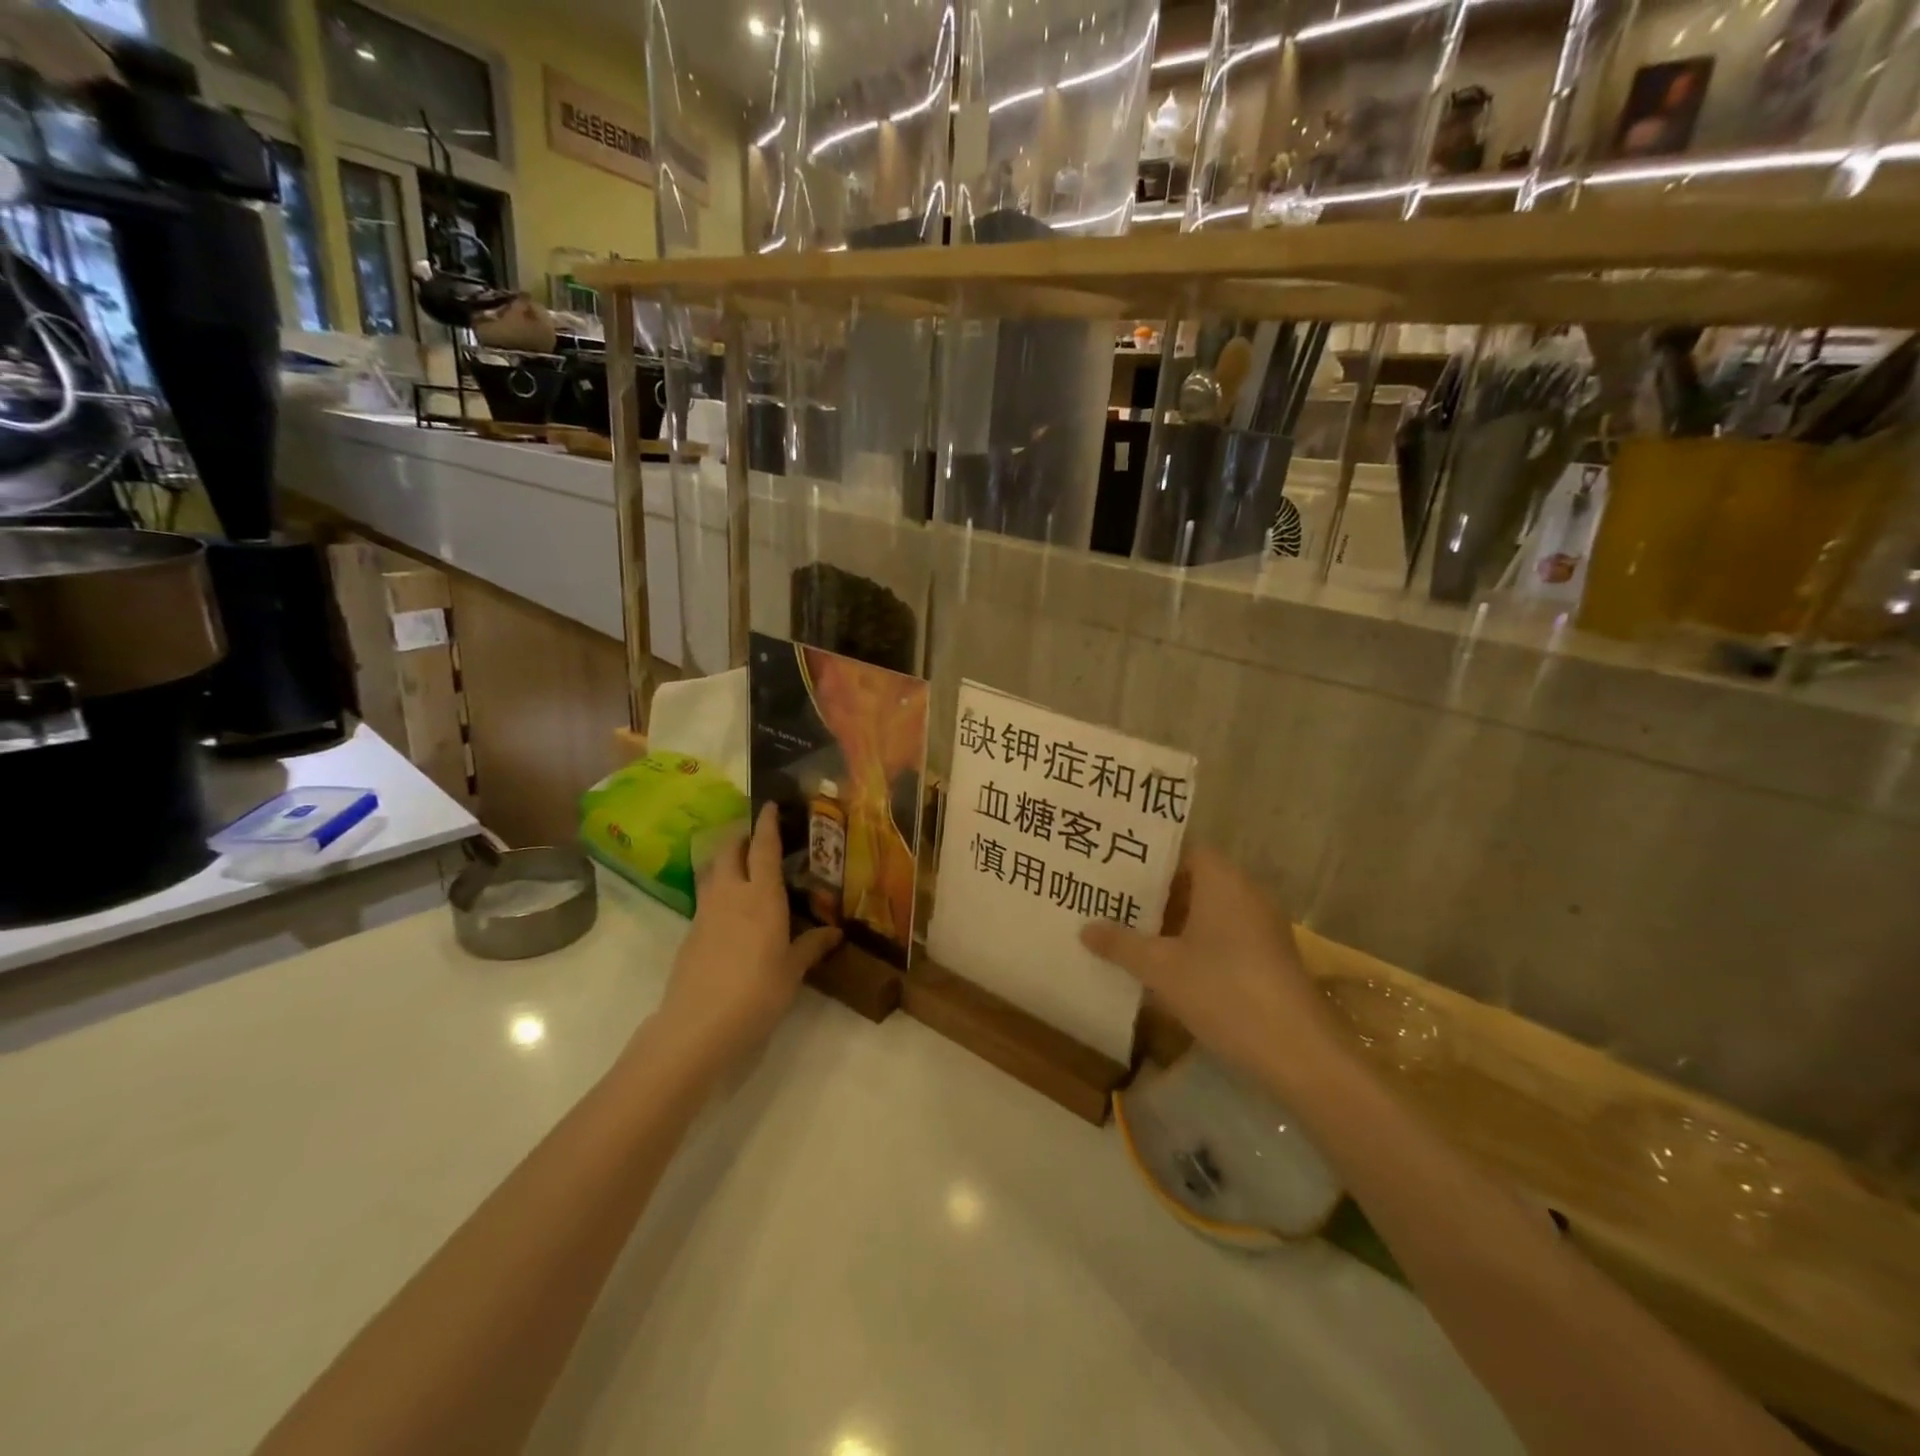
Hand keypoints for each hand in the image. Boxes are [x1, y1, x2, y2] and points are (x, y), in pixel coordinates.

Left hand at [655, 804, 840, 1072]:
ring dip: (726, 860)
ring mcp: (706, 912)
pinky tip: (731, 911)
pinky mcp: (691, 933)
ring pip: (713, 870)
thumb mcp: (792, 971)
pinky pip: (706, 897)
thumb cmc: (757, 992)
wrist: (698, 1025)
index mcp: (762, 896)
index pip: (764, 848)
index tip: (769, 805)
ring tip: (744, 868)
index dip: (767, 823)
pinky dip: (719, 890)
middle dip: (742, 837)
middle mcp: (731, 894)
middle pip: (730, 850)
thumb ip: (811, 946)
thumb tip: (835, 932)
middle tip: (759, 839)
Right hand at [1080, 844, 1343, 1090]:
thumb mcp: (1160, 968)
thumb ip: (1120, 944)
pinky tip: (1167, 966)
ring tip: (1131, 932)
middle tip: (1113, 900)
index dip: (1151, 858)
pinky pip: (1224, 935)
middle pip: (1195, 880)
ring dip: (1174, 921)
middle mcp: (1246, 894)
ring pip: (1209, 910)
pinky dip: (1196, 942)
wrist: (1298, 1052)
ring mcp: (1262, 927)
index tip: (1117, 868)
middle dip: (1156, 892)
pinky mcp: (1269, 958)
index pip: (1185, 850)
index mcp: (1223, 881)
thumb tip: (1085, 929)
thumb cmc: (1223, 992)